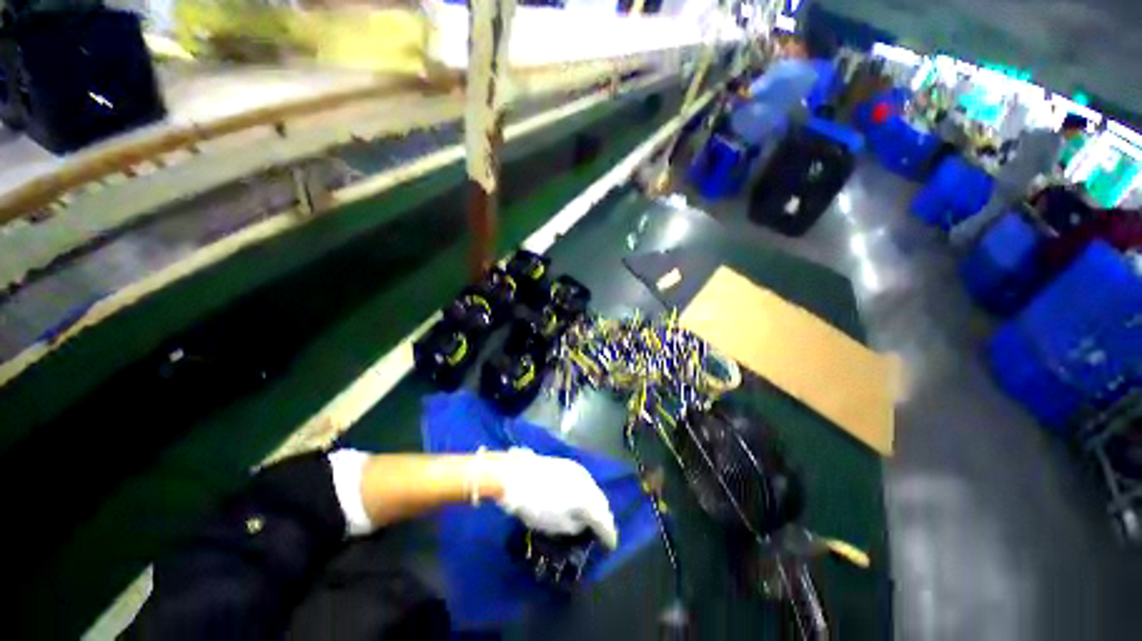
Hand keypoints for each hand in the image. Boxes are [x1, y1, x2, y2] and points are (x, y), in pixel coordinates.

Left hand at [493, 448, 617, 548]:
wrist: (517, 475)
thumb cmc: (535, 505)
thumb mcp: (557, 526)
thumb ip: (576, 526)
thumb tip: (582, 522)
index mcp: (588, 500)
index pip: (605, 521)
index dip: (609, 535)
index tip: (611, 546)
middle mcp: (588, 482)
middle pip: (602, 502)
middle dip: (603, 517)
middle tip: (600, 530)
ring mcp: (578, 470)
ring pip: (593, 489)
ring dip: (594, 502)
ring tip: (589, 514)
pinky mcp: (568, 464)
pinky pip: (583, 482)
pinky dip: (584, 492)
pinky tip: (578, 498)